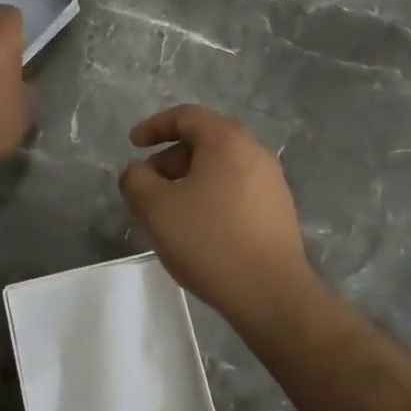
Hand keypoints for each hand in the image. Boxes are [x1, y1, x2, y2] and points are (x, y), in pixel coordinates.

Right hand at [118, 104, 320, 325]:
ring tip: (169, 209)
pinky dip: (210, 194)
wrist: (271, 294)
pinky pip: (236, 188)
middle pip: (205, 140)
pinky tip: (198, 226)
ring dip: (189, 178)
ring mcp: (272, 181)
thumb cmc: (210, 241)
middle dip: (169, 157)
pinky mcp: (278, 210)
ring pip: (221, 166)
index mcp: (227, 140)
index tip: (132, 144)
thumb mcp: (156, 209)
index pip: (186, 116)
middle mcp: (255, 151)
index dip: (154, 126)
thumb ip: (135, 180)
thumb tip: (135, 170)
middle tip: (147, 182)